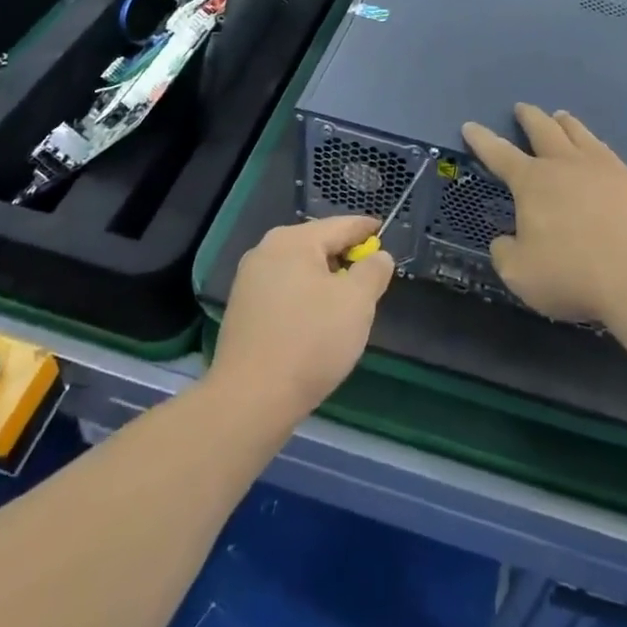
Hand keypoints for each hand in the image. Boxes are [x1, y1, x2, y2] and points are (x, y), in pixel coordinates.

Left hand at [208, 216, 394, 425]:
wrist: (250, 400)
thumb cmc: (311, 342)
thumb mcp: (357, 302)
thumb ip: (374, 270)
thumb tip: (378, 256)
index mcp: (293, 240)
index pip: (341, 225)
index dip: (367, 229)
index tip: (384, 233)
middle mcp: (265, 250)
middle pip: (318, 245)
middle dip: (345, 258)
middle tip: (370, 279)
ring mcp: (249, 280)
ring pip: (300, 270)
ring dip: (325, 281)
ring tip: (346, 306)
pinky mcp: (242, 310)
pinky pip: (284, 291)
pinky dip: (305, 298)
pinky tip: (315, 324)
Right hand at [463, 104, 626, 323]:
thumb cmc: (572, 275)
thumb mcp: (520, 274)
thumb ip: (505, 252)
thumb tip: (506, 240)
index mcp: (533, 182)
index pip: (499, 154)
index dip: (482, 140)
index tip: (470, 125)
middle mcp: (567, 164)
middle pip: (543, 130)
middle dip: (529, 117)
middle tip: (522, 108)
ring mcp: (606, 168)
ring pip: (581, 135)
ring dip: (567, 124)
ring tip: (561, 116)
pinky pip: (614, 161)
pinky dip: (603, 157)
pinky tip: (607, 164)